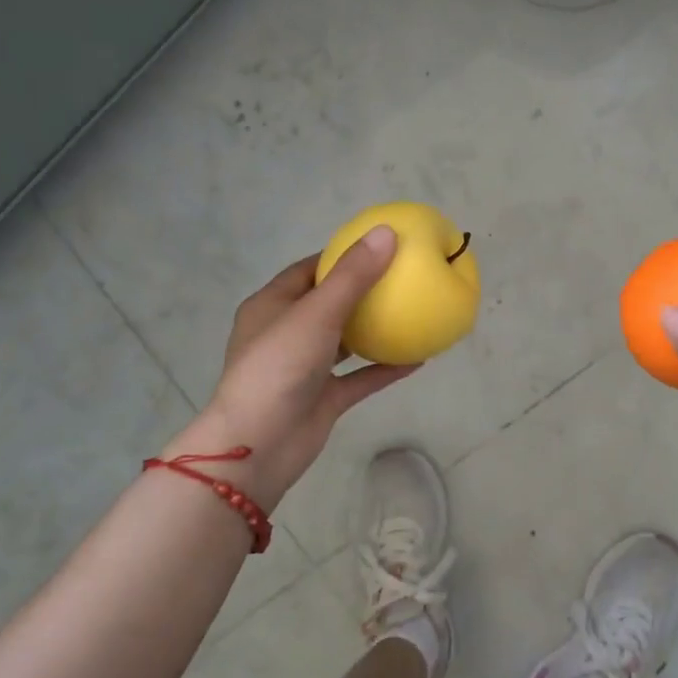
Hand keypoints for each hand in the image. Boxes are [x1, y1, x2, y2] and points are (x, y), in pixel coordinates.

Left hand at [162, 227, 414, 509]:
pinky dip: (384, 368)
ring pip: (345, 342)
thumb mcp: (317, 313)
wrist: (258, 445)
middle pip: (329, 303)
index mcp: (272, 306)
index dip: (341, 256)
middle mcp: (287, 333)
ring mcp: (305, 368)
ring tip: (413, 313)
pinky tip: (419, 359)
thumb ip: (353, 275)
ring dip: (375, 330)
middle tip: (404, 277)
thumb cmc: (278, 367)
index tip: (379, 247)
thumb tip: (387, 232)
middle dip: (364, 291)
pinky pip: (359, 377)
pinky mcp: (322, 398)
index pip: (308, 270)